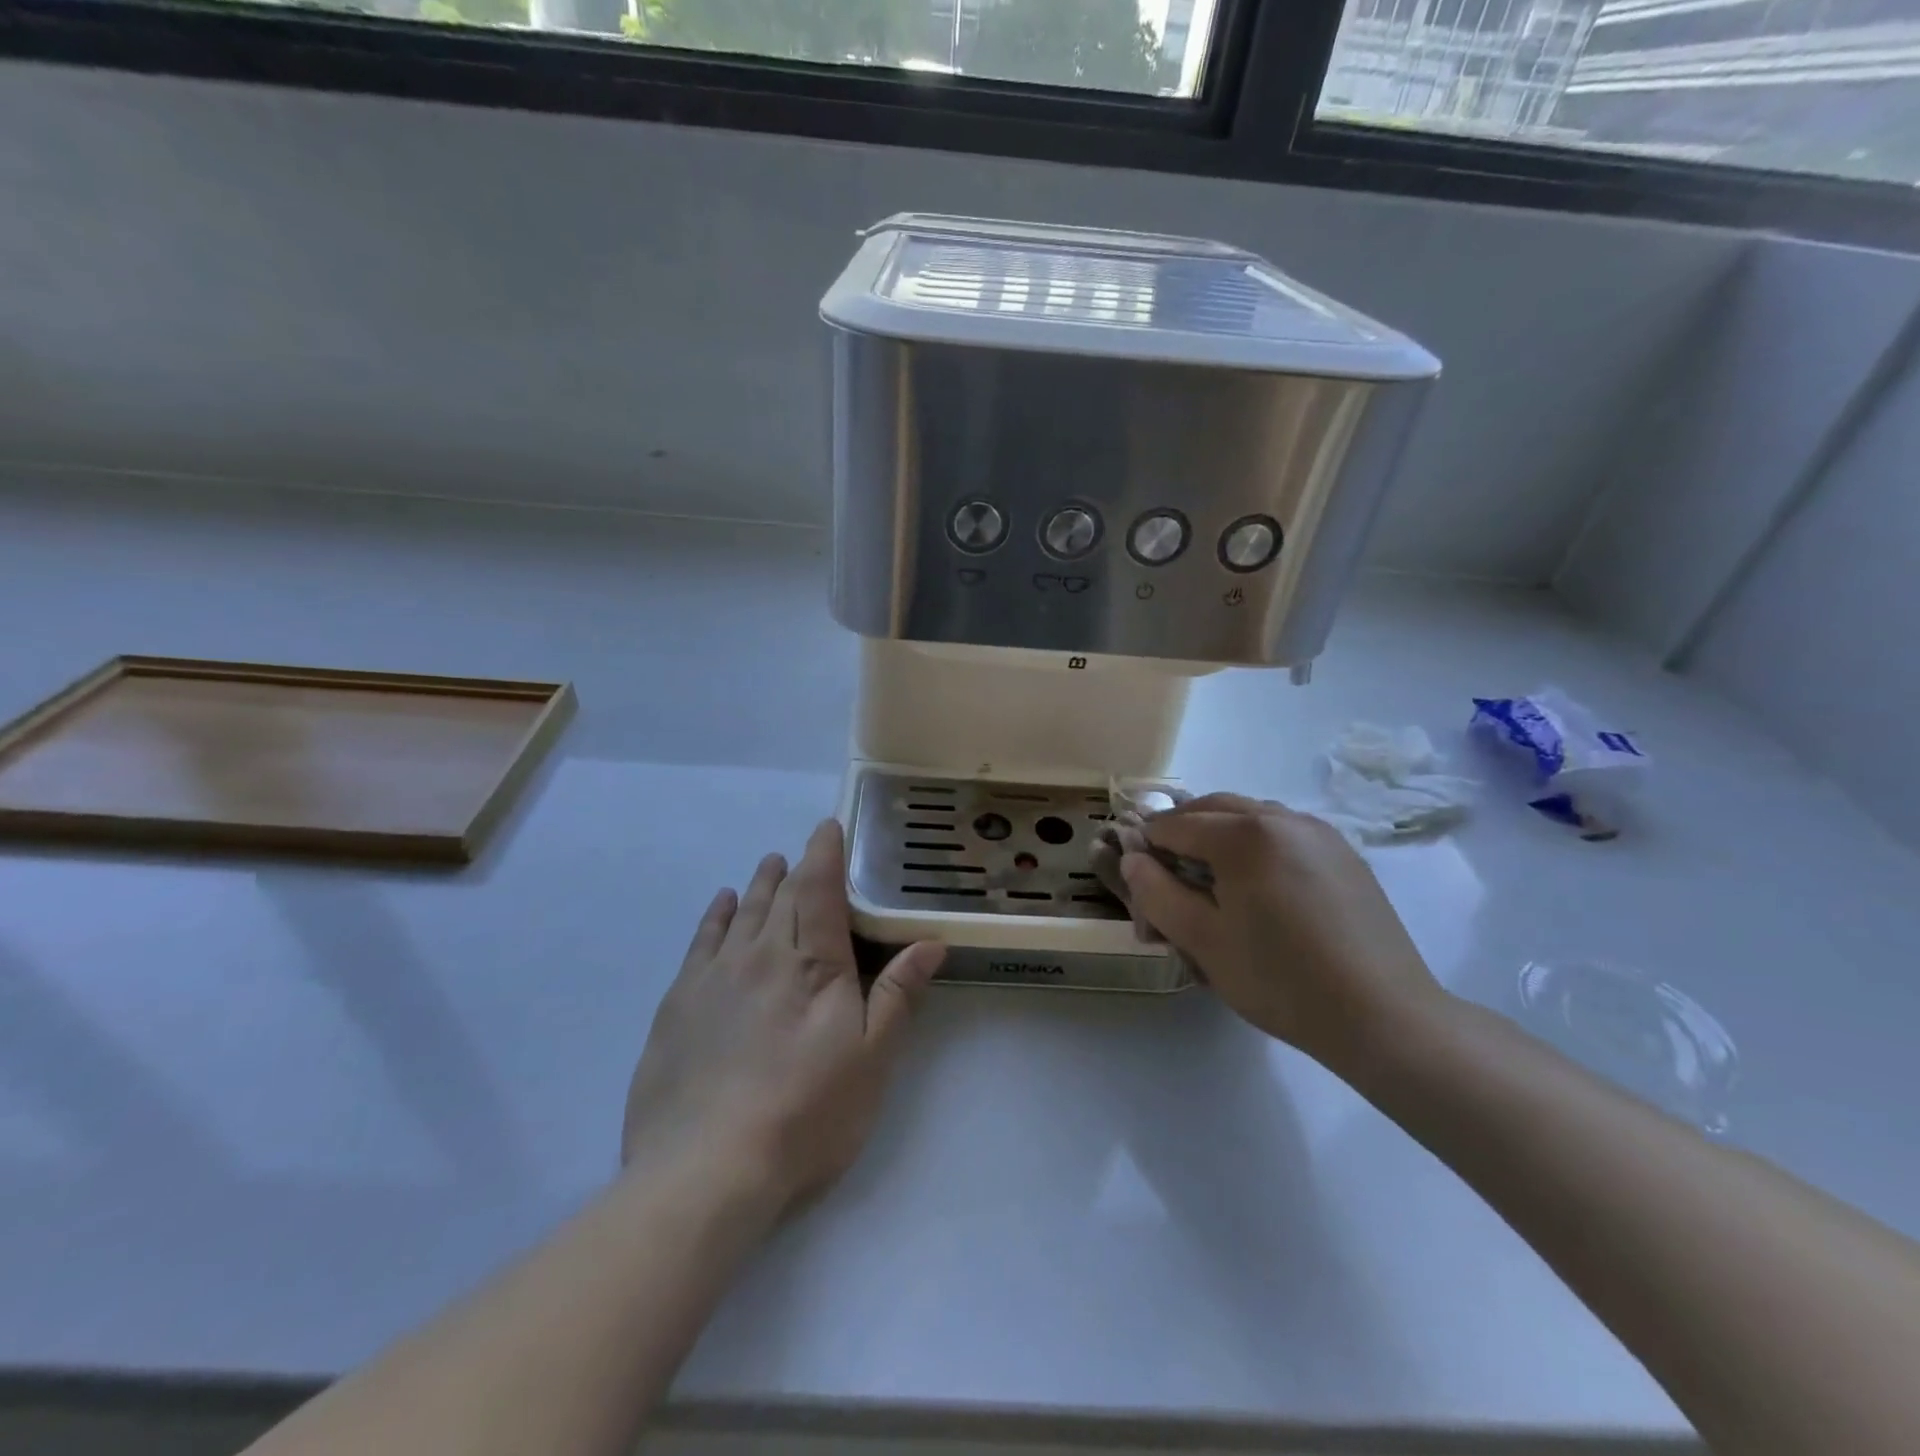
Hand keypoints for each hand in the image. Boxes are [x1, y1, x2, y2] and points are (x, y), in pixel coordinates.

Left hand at [622, 819, 944, 1212]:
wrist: (704, 1171)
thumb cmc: (805, 1115)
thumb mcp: (871, 1060)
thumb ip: (898, 994)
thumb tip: (931, 941)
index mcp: (812, 964)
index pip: (820, 891)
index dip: (825, 854)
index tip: (828, 827)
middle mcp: (761, 955)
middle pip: (781, 897)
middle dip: (795, 869)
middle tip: (802, 851)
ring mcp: (714, 977)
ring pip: (743, 914)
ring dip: (760, 885)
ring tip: (768, 865)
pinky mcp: (679, 1004)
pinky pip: (702, 942)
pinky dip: (716, 916)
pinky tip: (722, 905)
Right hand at [1120, 793, 1444, 1072]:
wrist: (1384, 1017)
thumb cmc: (1281, 980)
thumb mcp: (1202, 942)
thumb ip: (1156, 894)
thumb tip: (1133, 859)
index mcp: (1244, 835)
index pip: (1175, 824)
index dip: (1146, 846)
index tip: (1136, 874)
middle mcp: (1282, 818)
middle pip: (1213, 808)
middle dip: (1181, 831)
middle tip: (1166, 872)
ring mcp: (1319, 832)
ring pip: (1251, 816)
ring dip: (1219, 833)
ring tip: (1211, 879)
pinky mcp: (1344, 854)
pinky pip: (1284, 832)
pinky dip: (1256, 844)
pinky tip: (1259, 886)